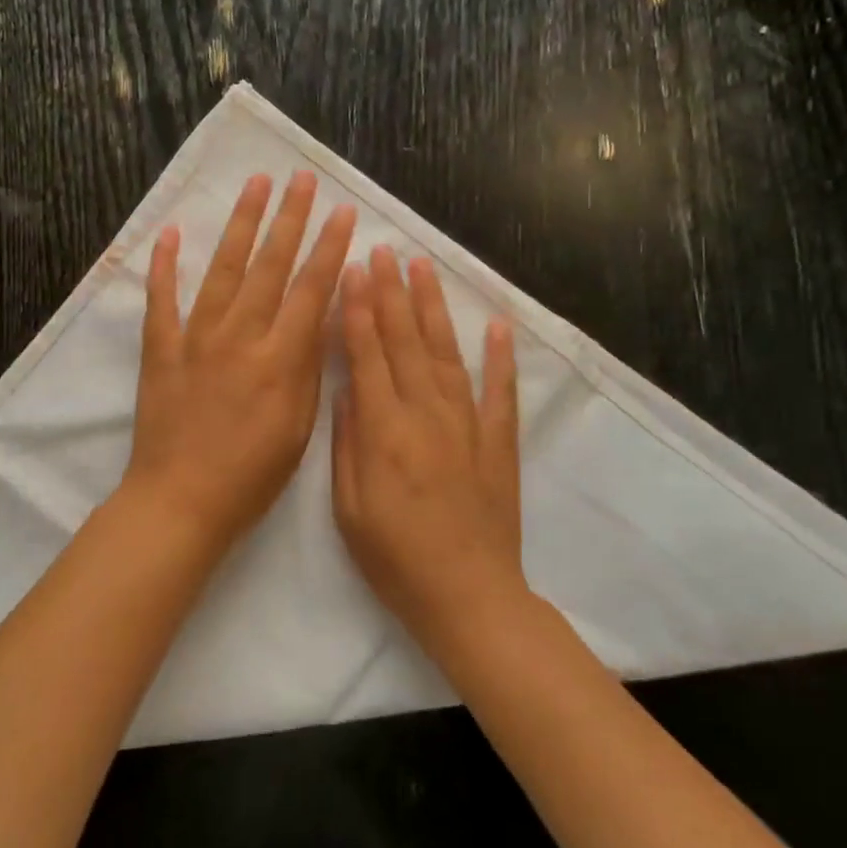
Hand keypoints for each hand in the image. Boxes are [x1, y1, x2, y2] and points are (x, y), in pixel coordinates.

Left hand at [124, 172, 356, 548]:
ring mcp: (196, 338)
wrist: (181, 501)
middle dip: (290, 218)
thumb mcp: (299, 428)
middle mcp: (239, 336)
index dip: (330, 248)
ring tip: (256, 184)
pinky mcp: (161, 349)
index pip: (311, 290)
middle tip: (301, 179)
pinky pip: (162, 300)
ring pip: (223, 269)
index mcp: (279, 359)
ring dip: (242, 224)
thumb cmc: (250, 476)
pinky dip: (164, 265)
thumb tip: (323, 319)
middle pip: (270, 266)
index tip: (343, 213)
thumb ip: (309, 369)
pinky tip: (172, 233)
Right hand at [332, 247, 525, 652]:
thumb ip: (347, 443)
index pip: (368, 356)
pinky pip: (499, 391)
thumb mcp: (349, 508)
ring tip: (423, 268)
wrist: (468, 596)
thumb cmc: (395, 558)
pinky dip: (500, 356)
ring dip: (433, 308)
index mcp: (384, 431)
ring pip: (446, 353)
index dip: (359, 311)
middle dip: (391, 293)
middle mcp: (426, 415)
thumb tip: (346, 389)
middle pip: (405, 342)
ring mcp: (467, 424)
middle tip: (383, 251)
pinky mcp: (498, 441)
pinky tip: (496, 324)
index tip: (352, 271)